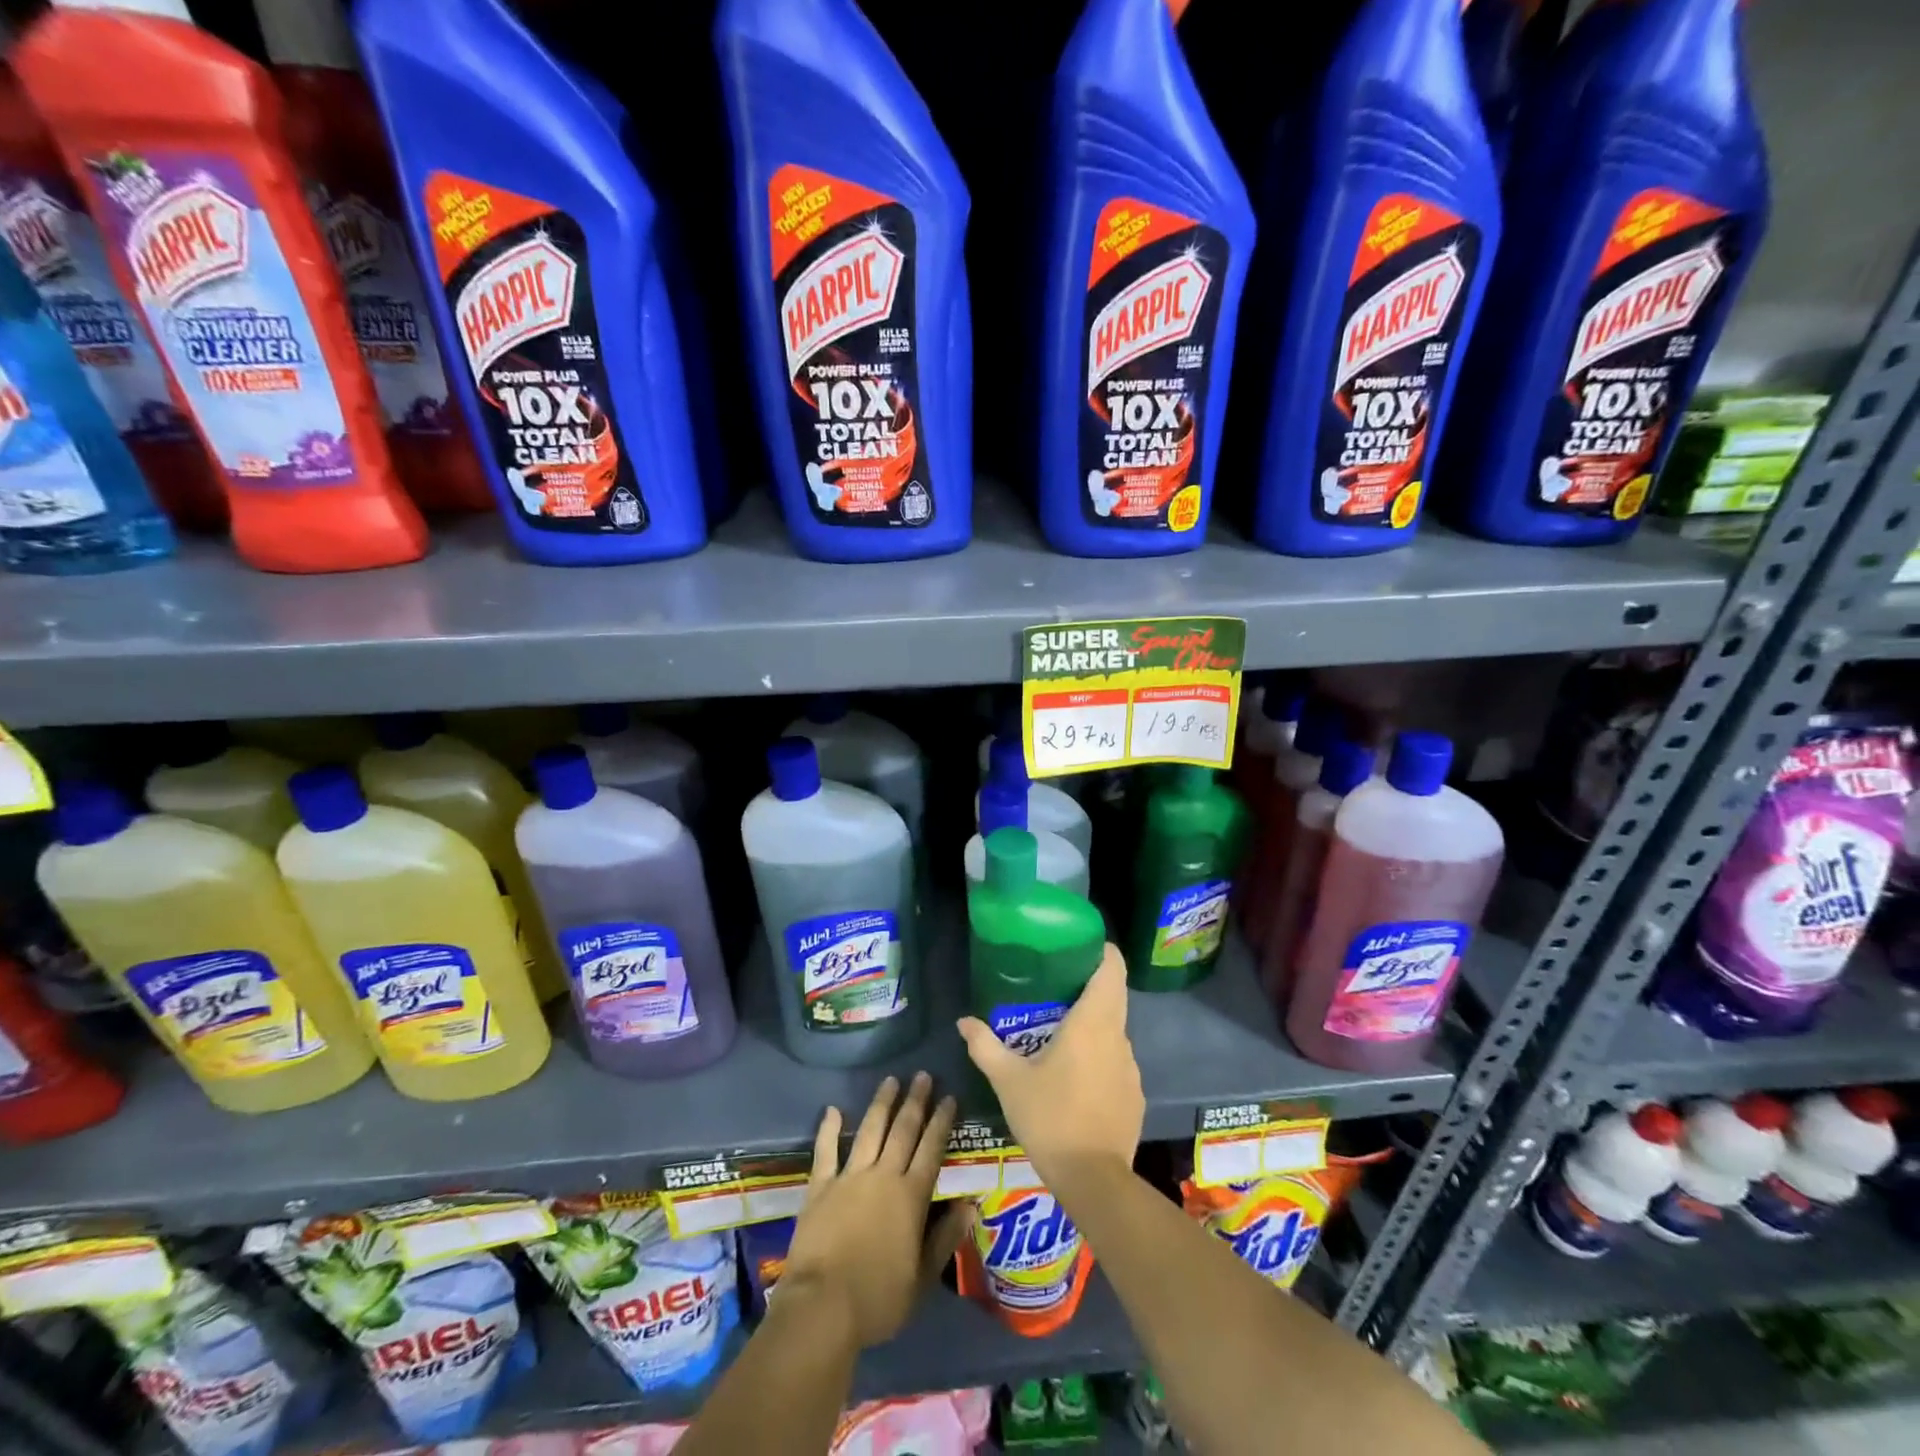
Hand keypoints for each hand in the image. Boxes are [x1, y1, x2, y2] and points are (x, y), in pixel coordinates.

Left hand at [780, 1072, 971, 1349]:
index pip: (931, 1149)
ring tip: (890, 1080)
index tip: (949, 1096)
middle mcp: (883, 1176)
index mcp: (911, 1196)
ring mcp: (850, 1177)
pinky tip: (832, 1109)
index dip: (941, 1121)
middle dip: (915, 1101)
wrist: (822, 1306)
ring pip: (870, 1130)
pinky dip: (828, 1128)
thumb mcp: (922, 1278)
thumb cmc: (878, 1299)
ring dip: (881, 1104)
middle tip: (923, 1075)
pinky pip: (826, 1150)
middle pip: (903, 1130)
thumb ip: (945, 1238)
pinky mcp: (820, 1186)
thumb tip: (970, 1205)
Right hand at [956, 943, 1143, 1196]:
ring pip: (1114, 1031)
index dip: (1102, 951)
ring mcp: (1131, 1067)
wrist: (1094, 1180)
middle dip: (1089, 986)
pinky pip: (1117, 1063)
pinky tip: (1077, 1080)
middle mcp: (1118, 1037)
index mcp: (1092, 1022)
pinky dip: (1099, 1059)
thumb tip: (964, 1021)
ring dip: (1093, 1026)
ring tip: (1061, 1035)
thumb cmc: (1050, 1117)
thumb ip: (985, 1046)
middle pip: (1113, 996)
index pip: (1111, 969)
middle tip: (1056, 986)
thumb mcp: (1008, 1081)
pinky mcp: (1135, 1095)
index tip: (1081, 946)